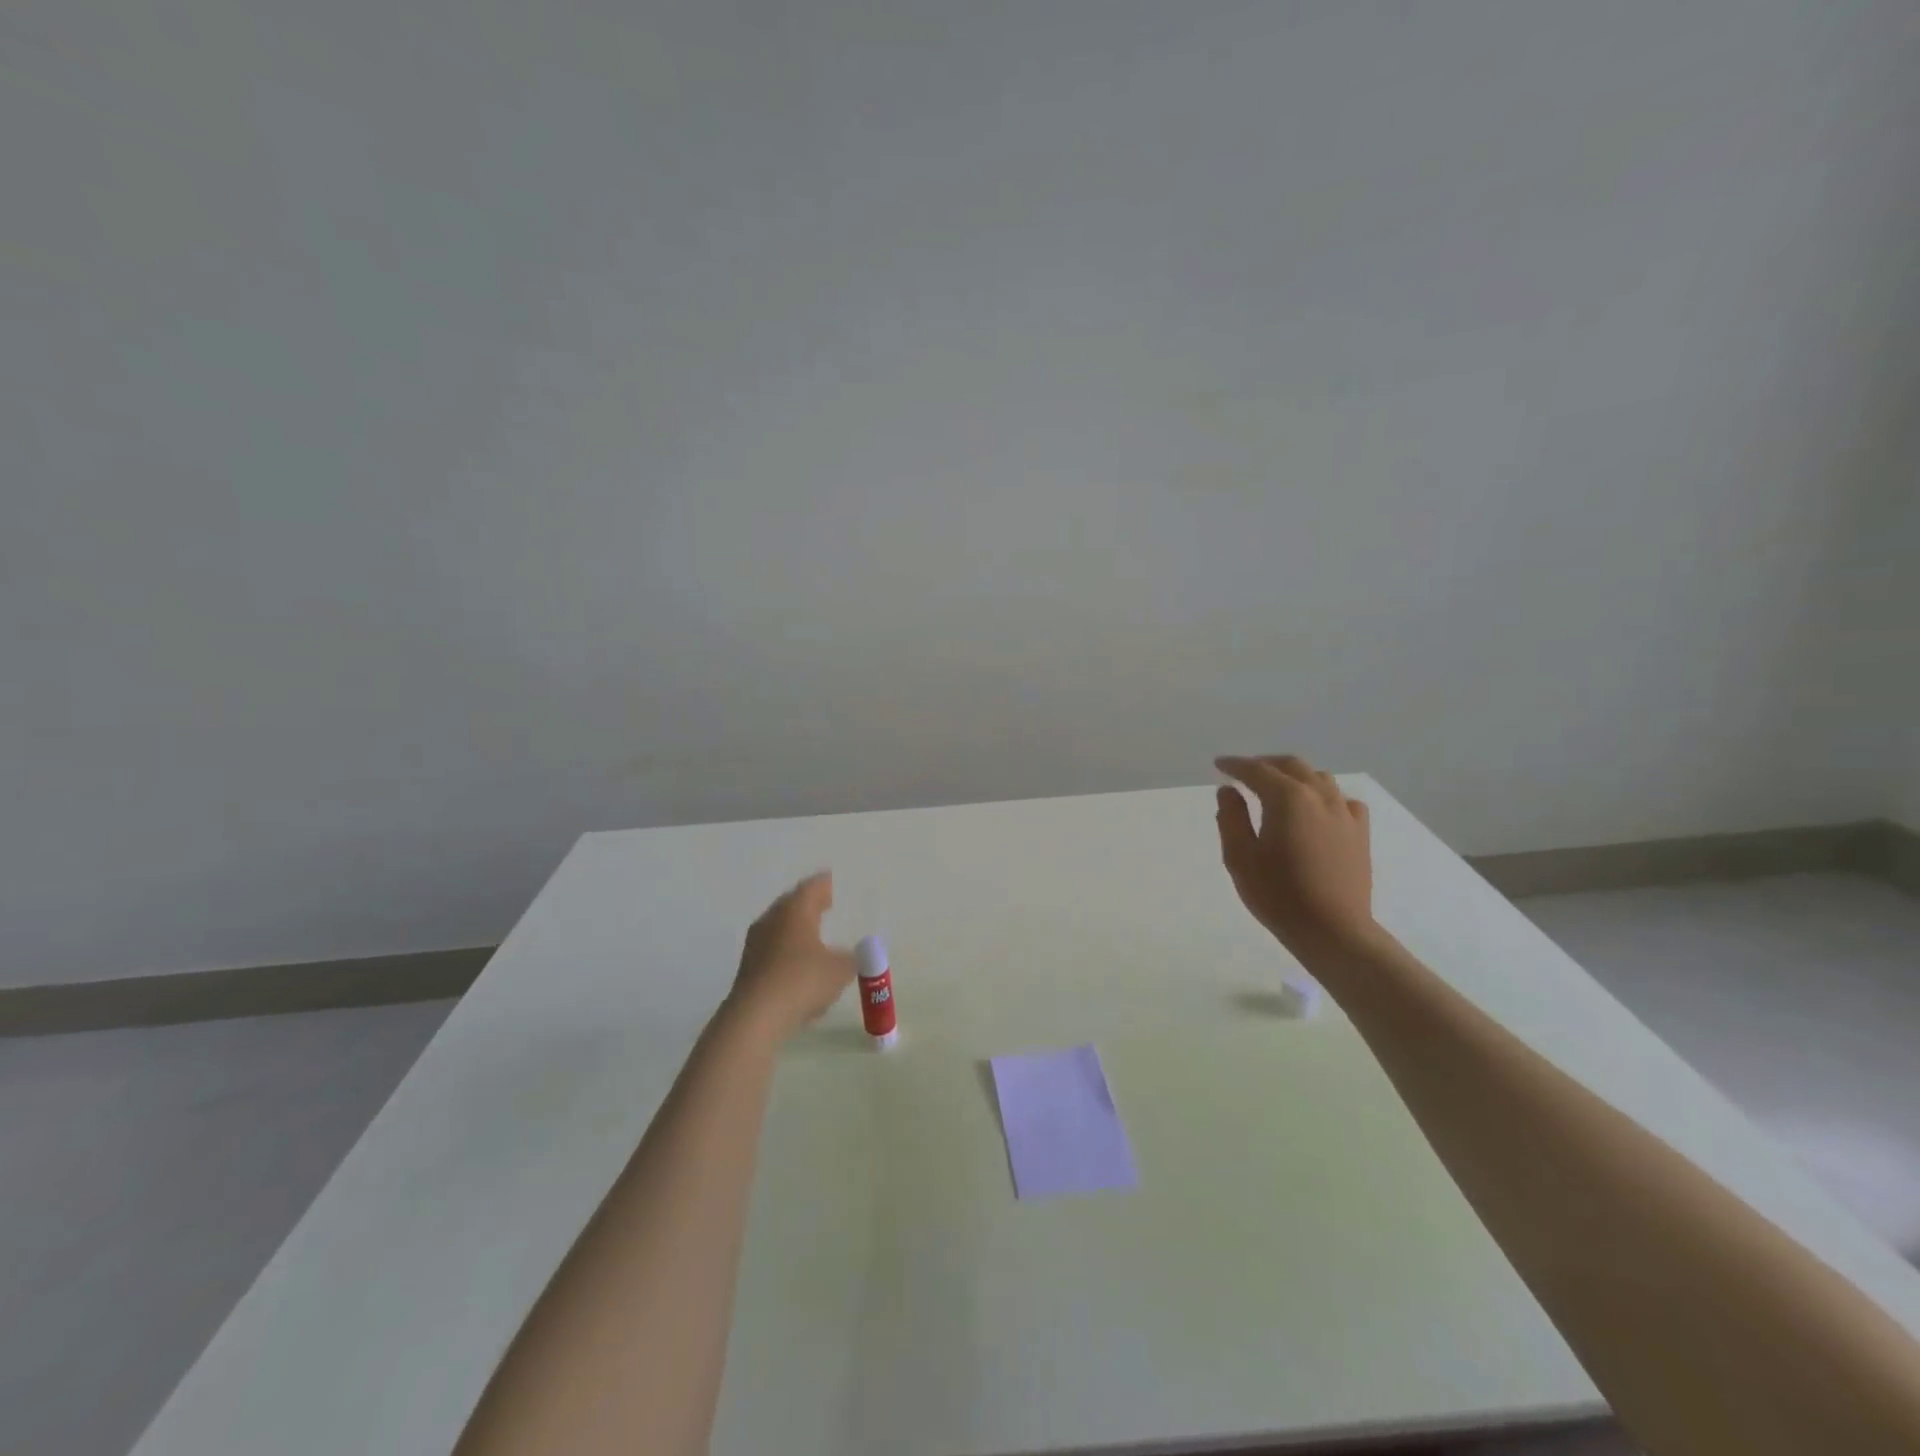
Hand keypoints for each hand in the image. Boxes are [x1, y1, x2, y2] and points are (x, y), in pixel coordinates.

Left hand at [725, 872, 858, 1040]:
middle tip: (826, 904)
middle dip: (809, 904)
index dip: (824, 884)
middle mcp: (772, 919)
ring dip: (796, 928)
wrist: (756, 1016)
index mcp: (795, 910)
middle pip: (792, 904)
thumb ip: (852, 958)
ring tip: (814, 934)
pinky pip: (772, 949)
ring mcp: (756, 943)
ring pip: (780, 927)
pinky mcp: (748, 967)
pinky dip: (787, 950)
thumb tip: (853, 954)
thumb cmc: (803, 980)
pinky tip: (799, 965)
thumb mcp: (841, 969)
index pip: (812, 887)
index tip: (833, 882)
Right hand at [1214, 754, 1375, 962]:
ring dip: (1294, 775)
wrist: (1333, 931)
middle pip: (1291, 766)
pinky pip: (1342, 800)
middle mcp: (1319, 796)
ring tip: (1277, 786)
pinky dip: (1323, 795)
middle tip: (1244, 772)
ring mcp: (1344, 813)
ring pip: (1319, 778)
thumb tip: (1229, 791)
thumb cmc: (1278, 895)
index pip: (1257, 771)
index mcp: (1287, 799)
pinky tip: (1316, 809)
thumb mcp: (1240, 858)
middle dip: (1265, 764)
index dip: (1235, 765)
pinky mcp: (1360, 832)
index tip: (1219, 765)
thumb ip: (1232, 818)